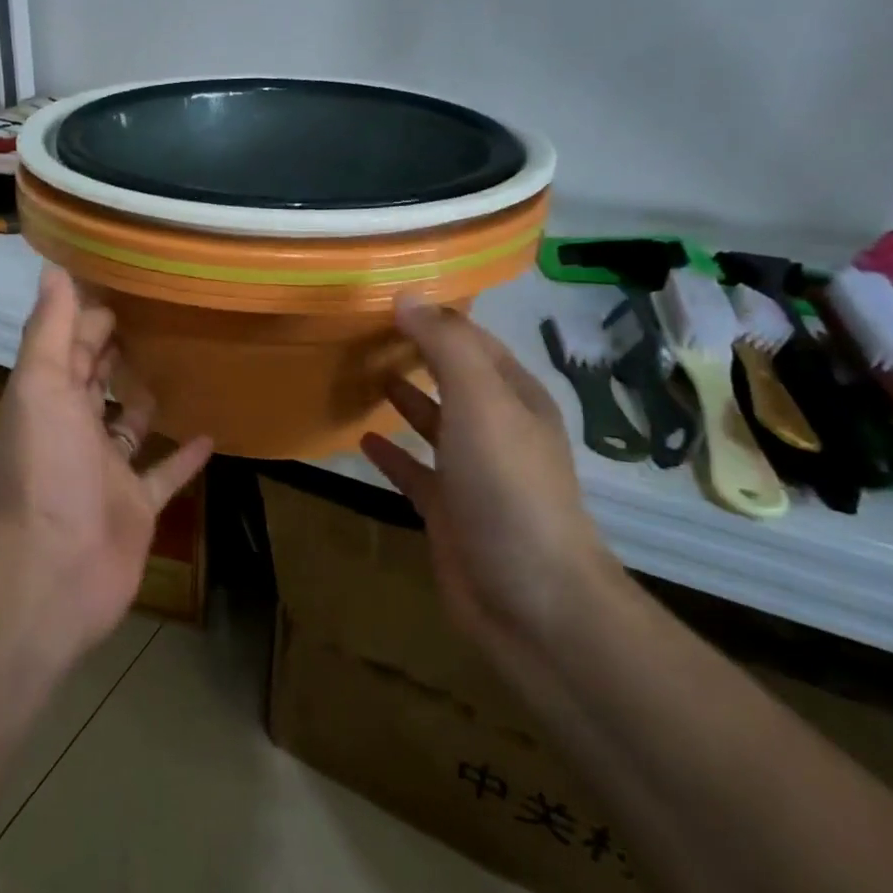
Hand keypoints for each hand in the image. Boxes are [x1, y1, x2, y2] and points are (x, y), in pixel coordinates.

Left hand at [0, 267, 213, 652]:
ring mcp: (106, 471)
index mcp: (48, 398)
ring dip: (145, 400)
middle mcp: (74, 430)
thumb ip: (48, 330)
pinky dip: (183, 455)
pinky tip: (211, 432)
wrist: (52, 570)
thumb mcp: (41, 386)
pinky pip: (163, 474)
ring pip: (128, 426)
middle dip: (115, 351)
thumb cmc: (45, 469)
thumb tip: (53, 267)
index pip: (68, 346)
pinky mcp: (136, 506)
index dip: (89, 316)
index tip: (124, 284)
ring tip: (181, 365)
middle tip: (157, 316)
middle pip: (95, 382)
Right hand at [360, 296, 620, 647]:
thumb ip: (445, 347)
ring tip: (364, 373)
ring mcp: (472, 472)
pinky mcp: (448, 510)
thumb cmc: (507, 487)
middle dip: (418, 354)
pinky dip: (391, 454)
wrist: (529, 596)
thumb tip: (406, 296)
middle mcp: (497, 429)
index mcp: (515, 397)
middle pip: (454, 379)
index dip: (436, 318)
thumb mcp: (480, 402)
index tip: (388, 298)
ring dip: (406, 398)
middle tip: (365, 331)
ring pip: (434, 422)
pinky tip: (363, 440)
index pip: (474, 341)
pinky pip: (414, 471)